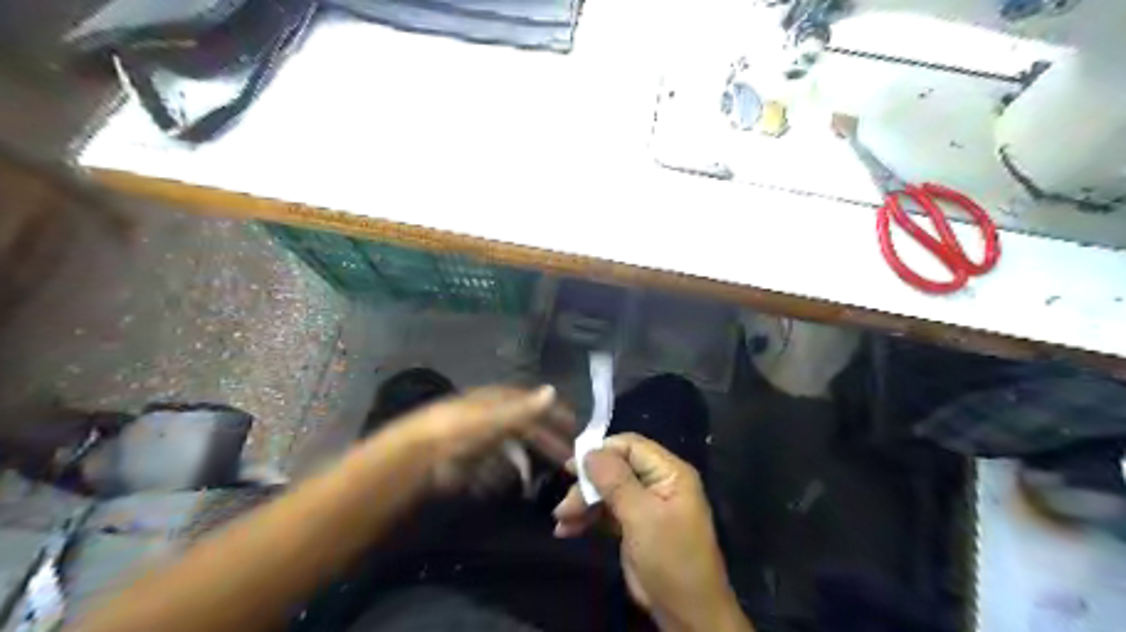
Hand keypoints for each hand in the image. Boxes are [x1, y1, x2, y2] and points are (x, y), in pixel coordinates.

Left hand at [373, 385, 573, 492]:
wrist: (419, 455)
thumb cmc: (460, 432)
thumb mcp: (494, 418)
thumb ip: (524, 408)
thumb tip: (553, 390)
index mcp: (498, 400)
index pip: (533, 402)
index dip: (554, 411)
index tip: (575, 425)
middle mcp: (491, 415)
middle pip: (526, 425)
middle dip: (547, 438)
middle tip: (569, 456)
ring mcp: (479, 437)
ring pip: (513, 445)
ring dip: (531, 456)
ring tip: (549, 472)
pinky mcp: (470, 458)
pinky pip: (496, 463)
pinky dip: (510, 470)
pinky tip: (519, 482)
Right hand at [552, 431, 744, 630]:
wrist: (687, 614)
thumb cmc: (670, 558)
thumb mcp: (642, 517)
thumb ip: (616, 481)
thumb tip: (590, 451)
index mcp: (669, 472)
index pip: (631, 446)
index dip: (601, 451)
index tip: (572, 466)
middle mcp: (657, 482)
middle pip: (615, 468)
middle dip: (587, 484)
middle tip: (564, 503)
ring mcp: (645, 504)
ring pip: (607, 490)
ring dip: (582, 503)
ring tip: (560, 520)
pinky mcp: (634, 525)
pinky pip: (606, 511)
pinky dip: (587, 518)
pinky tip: (566, 530)